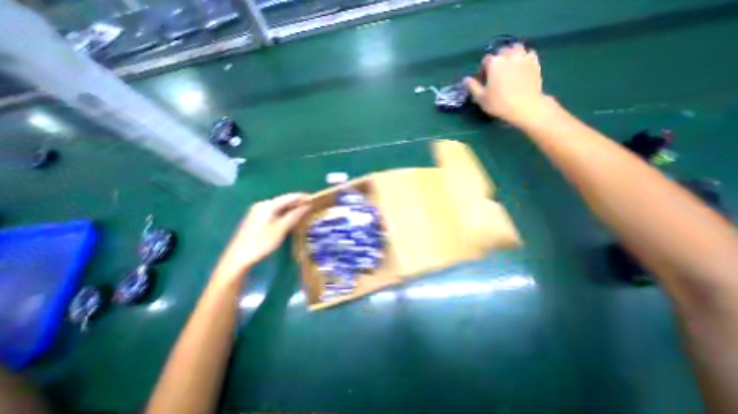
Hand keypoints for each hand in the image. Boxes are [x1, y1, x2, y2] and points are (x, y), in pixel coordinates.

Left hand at [214, 193, 309, 282]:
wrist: (237, 258)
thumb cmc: (261, 243)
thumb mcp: (281, 229)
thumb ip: (295, 215)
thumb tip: (308, 205)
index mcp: (268, 205)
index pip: (290, 197)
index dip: (303, 197)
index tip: (316, 199)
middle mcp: (263, 205)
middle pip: (285, 200)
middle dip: (299, 203)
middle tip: (313, 206)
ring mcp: (259, 212)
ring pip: (281, 207)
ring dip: (293, 208)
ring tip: (306, 212)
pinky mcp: (258, 219)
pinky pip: (276, 212)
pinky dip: (286, 214)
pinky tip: (292, 218)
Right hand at [467, 43, 547, 126]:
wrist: (524, 106)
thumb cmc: (499, 103)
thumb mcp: (480, 98)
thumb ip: (473, 86)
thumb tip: (466, 79)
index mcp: (494, 63)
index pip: (485, 60)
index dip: (482, 70)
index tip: (482, 80)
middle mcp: (509, 55)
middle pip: (501, 51)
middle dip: (497, 59)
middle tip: (495, 73)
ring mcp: (524, 57)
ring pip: (516, 48)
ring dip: (511, 54)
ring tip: (508, 67)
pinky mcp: (535, 62)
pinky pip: (528, 54)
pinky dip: (523, 58)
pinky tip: (520, 67)